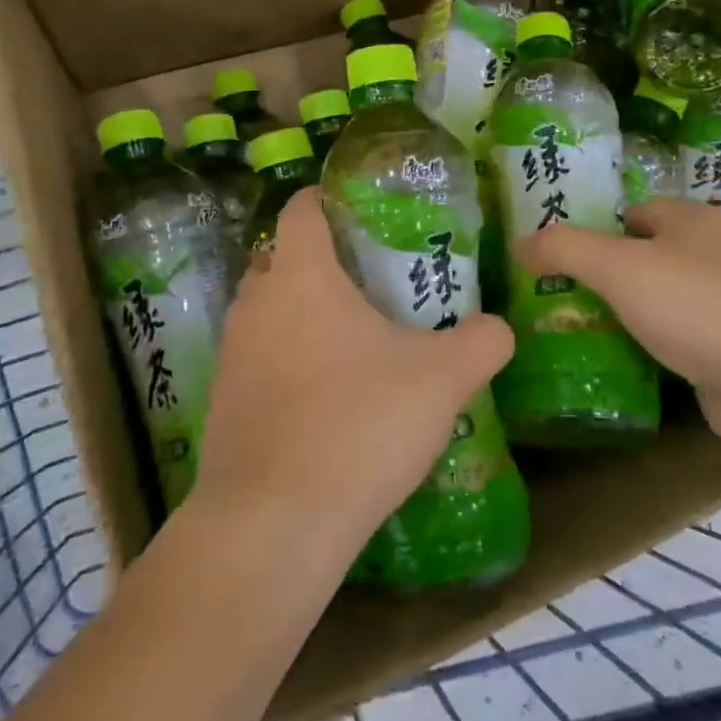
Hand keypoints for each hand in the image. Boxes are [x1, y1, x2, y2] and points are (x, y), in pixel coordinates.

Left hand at [194, 188, 514, 573]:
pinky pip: (258, 360)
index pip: (302, 208)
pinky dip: (286, 361)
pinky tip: (325, 397)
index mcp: (301, 276)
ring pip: (266, 312)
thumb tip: (497, 327)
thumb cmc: (358, 424)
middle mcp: (255, 303)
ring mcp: (232, 354)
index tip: (359, 207)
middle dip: (318, 260)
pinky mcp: (223, 403)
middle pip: (281, 258)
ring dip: (301, 314)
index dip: (326, 197)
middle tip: (369, 278)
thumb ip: (481, 342)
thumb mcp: (442, 379)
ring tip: (352, 338)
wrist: (274, 523)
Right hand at [515, 198, 720, 449]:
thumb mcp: (618, 267)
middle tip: (562, 293)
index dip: (597, 227)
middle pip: (647, 253)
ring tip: (582, 326)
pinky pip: (678, 334)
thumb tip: (518, 243)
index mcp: (694, 219)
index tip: (561, 254)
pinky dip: (652, 342)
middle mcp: (716, 252)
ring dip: (628, 309)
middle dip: (608, 271)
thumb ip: (564, 248)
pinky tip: (624, 358)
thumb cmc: (695, 305)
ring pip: (662, 296)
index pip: (635, 210)